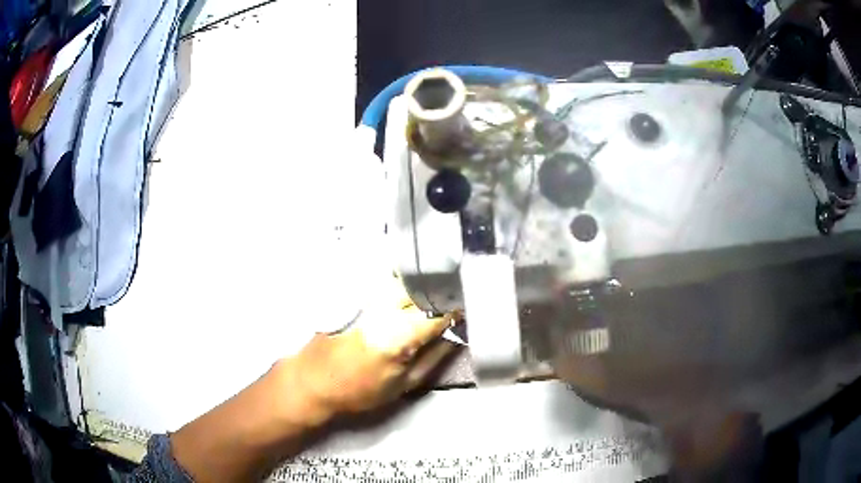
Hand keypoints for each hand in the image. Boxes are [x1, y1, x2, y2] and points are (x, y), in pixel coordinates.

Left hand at [276, 276, 458, 422]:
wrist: (313, 381)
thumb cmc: (358, 390)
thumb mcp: (401, 385)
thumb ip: (433, 361)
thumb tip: (453, 341)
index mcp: (398, 337)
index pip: (437, 315)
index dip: (455, 312)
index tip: (463, 314)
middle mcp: (383, 311)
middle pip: (420, 290)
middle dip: (438, 295)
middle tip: (448, 305)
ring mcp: (365, 300)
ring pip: (402, 281)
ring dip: (419, 287)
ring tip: (428, 298)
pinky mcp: (353, 296)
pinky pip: (383, 283)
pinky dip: (399, 284)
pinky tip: (404, 292)